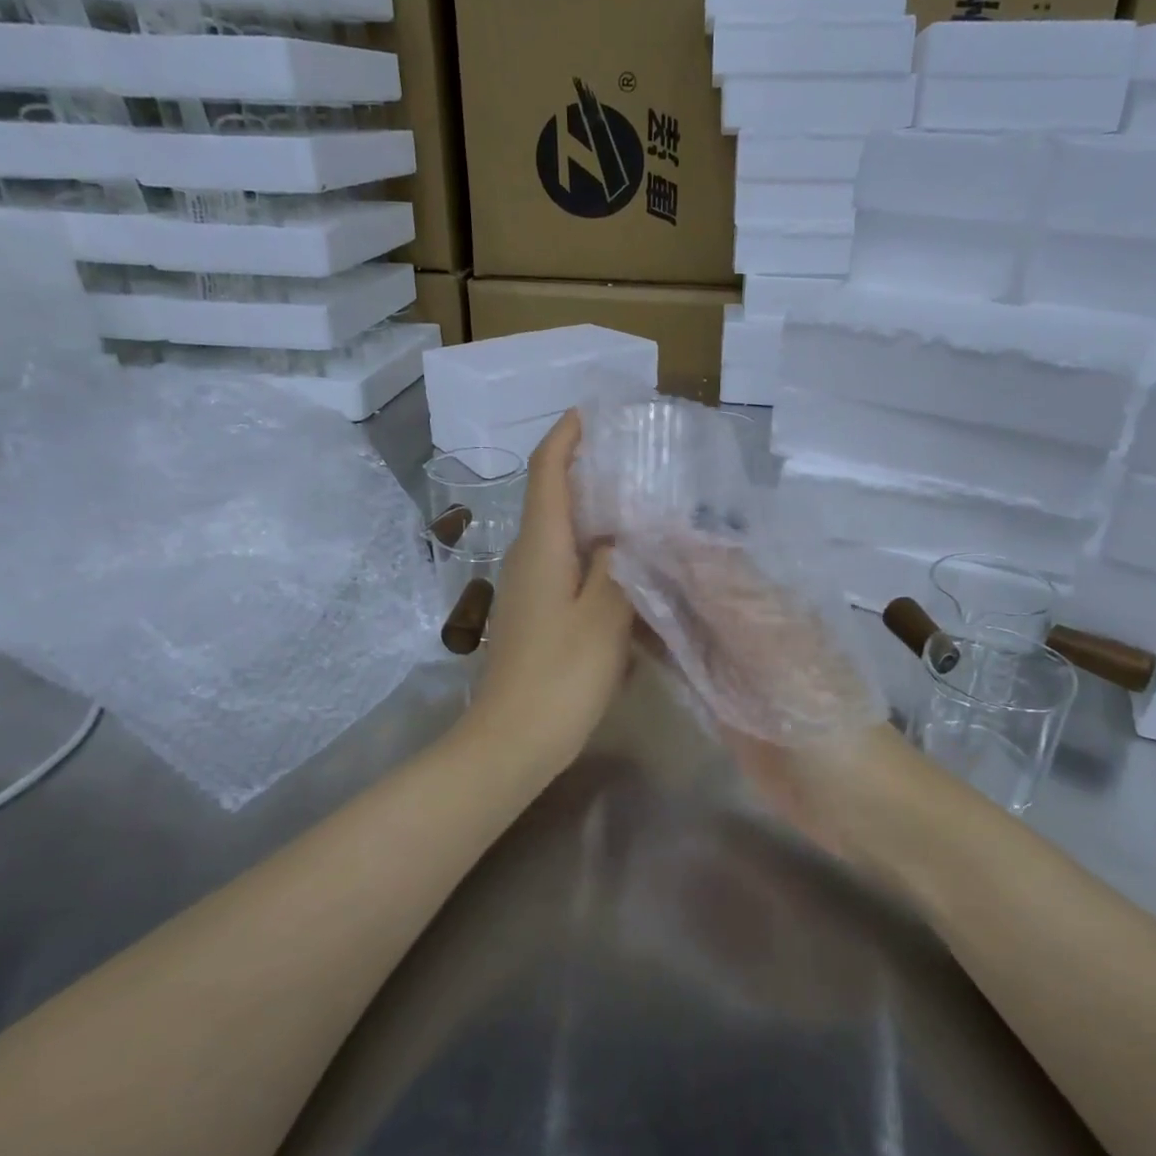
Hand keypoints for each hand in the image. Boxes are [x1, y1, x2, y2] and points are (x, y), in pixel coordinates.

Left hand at [462, 411, 632, 775]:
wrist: (512, 742)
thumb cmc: (560, 677)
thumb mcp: (605, 617)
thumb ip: (621, 565)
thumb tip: (627, 530)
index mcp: (541, 547)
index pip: (546, 473)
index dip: (565, 437)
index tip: (591, 412)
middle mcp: (527, 558)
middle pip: (553, 498)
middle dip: (587, 471)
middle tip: (636, 461)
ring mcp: (529, 589)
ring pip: (562, 535)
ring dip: (595, 515)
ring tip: (643, 508)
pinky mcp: (537, 615)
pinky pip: (567, 567)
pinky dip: (595, 554)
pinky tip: (629, 568)